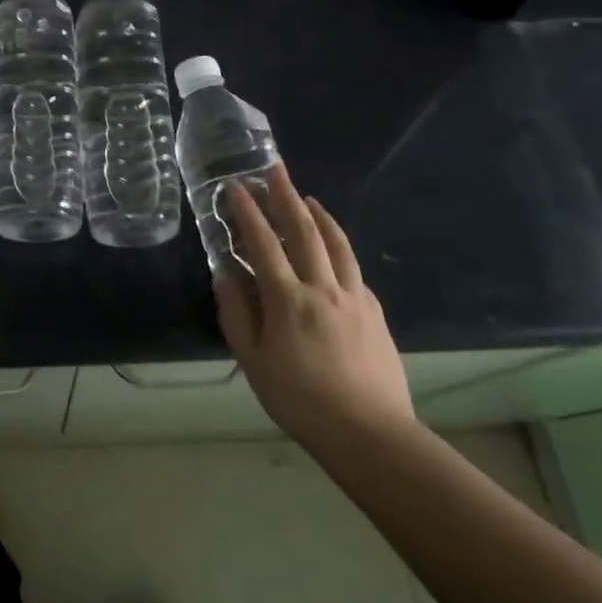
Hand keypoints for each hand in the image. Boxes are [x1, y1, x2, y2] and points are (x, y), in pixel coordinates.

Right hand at [211, 163, 414, 453]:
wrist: (368, 432)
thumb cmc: (300, 399)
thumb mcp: (253, 361)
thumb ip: (237, 313)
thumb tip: (226, 274)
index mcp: (289, 300)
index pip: (264, 244)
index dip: (248, 212)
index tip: (236, 187)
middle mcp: (324, 288)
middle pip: (305, 231)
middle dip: (286, 197)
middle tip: (275, 170)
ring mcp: (355, 298)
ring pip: (337, 244)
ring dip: (319, 215)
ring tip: (307, 197)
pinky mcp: (375, 312)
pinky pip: (353, 269)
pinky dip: (339, 249)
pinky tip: (332, 250)